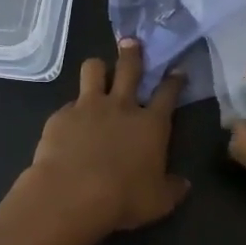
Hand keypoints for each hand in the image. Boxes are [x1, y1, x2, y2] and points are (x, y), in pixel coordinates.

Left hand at [20, 39, 188, 236]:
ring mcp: (89, 107)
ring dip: (98, 68)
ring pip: (94, 69)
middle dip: (133, 53)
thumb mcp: (159, 201)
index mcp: (151, 124)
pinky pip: (68, 103)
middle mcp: (122, 107)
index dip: (174, 80)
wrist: (73, 194)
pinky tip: (69, 122)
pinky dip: (72, 109)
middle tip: (132, 43)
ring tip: (98, 71)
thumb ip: (173, 189)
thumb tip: (184, 184)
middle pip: (130, 67)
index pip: (168, 93)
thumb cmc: (123, 198)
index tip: (177, 71)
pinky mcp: (61, 115)